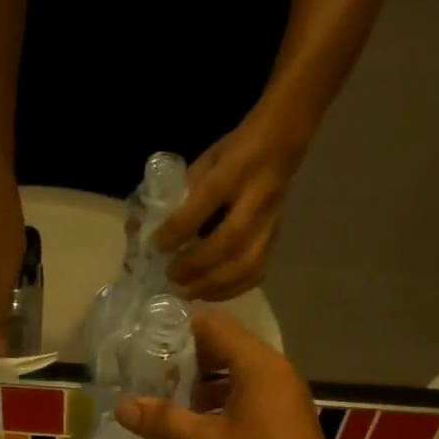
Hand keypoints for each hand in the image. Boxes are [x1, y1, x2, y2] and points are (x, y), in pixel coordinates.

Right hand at [115, 311, 354, 438]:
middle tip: (149, 380)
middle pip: (225, 349)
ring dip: (201, 388)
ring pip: (235, 377)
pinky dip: (220, 407)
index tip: (145, 347)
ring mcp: (282, 400)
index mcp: (259, 367)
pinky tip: (194, 431)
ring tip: (166, 407)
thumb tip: (122, 406)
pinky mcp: (283, 425)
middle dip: (187, 363)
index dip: (179, 331)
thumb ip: (164, 421)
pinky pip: (246, 400)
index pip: (215, 325)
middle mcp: (275, 374)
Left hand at [153, 110, 306, 301]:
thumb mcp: (208, 159)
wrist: (282, 144)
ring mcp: (269, 223)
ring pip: (246, 264)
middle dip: (196, 265)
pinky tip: (210, 293)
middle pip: (229, 241)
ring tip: (188, 292)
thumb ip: (186, 190)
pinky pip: (255, 272)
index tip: (157, 246)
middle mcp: (255, 200)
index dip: (179, 228)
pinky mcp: (275, 240)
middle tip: (172, 277)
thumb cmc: (237, 151)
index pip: (205, 202)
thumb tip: (157, 223)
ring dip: (213, 285)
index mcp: (235, 170)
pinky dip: (231, 289)